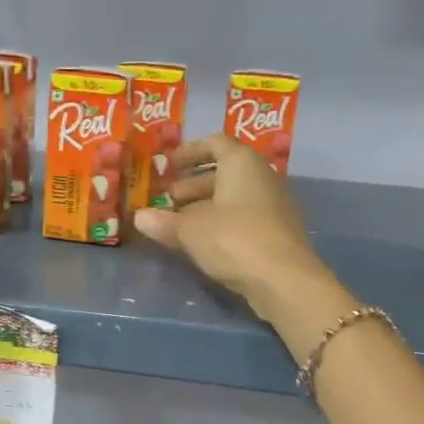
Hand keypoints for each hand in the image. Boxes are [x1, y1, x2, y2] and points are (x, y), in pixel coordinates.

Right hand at [132, 134, 338, 324]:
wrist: (284, 280)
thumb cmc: (234, 240)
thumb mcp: (190, 231)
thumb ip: (164, 222)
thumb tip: (139, 217)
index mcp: (242, 163)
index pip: (216, 143)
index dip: (191, 151)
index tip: (169, 164)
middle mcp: (261, 176)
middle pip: (224, 172)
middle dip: (193, 184)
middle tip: (167, 199)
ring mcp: (273, 205)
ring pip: (233, 197)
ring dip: (205, 206)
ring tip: (178, 223)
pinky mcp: (276, 232)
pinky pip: (243, 217)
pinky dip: (220, 223)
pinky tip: (201, 242)